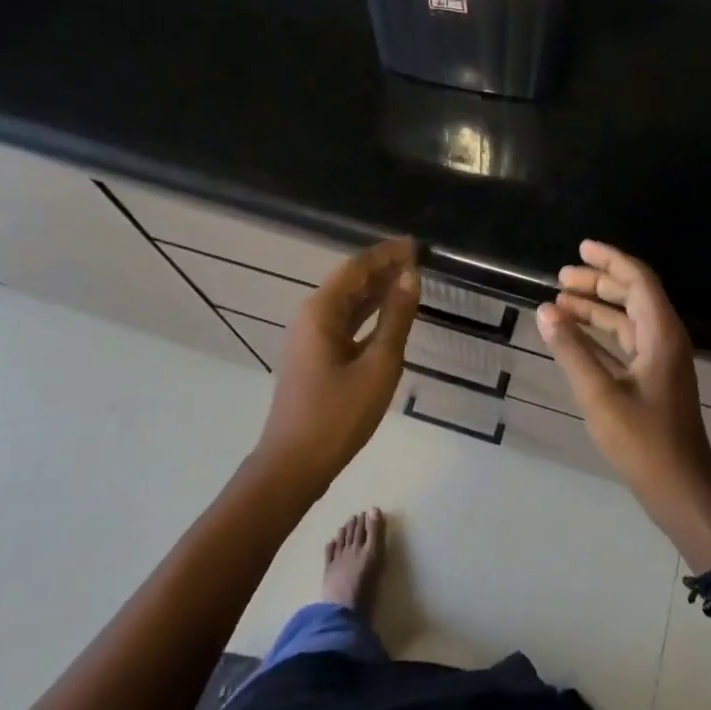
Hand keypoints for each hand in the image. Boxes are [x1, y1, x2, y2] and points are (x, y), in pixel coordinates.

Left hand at [254, 238, 419, 497]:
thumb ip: (396, 319)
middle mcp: (311, 317)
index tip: (415, 244)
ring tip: (408, 279)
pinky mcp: (313, 357)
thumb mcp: (378, 365)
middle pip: (350, 281)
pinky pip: (344, 323)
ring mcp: (309, 338)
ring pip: (347, 303)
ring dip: (376, 290)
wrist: (293, 465)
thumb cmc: (338, 415)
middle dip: (382, 268)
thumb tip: (410, 278)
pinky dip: (367, 313)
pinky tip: (387, 315)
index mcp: (321, 311)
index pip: (357, 268)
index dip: (386, 254)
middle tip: (417, 259)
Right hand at [538, 241, 710, 561]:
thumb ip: (572, 350)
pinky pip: (624, 344)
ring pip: (626, 321)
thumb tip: (545, 310)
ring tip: (558, 303)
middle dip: (597, 283)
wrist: (681, 491)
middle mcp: (664, 340)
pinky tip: (573, 337)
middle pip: (632, 296)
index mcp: (661, 335)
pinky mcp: (652, 382)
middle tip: (560, 277)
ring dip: (595, 309)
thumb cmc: (644, 441)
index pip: (638, 280)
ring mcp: (660, 362)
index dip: (611, 260)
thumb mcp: (601, 394)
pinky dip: (599, 335)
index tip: (581, 248)